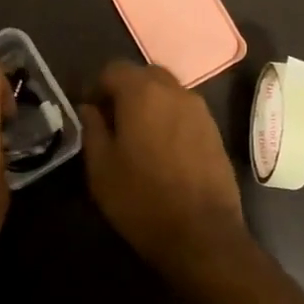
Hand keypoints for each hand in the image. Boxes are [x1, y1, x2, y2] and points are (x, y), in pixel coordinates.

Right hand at [80, 60, 244, 270]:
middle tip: (113, 122)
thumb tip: (89, 108)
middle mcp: (174, 91)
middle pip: (144, 75)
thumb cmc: (142, 199)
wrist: (203, 235)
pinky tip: (163, 150)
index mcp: (142, 92)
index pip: (113, 69)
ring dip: (150, 104)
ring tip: (138, 138)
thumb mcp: (101, 168)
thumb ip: (92, 129)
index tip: (90, 113)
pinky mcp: (215, 130)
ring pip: (167, 92)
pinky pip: (185, 111)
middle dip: (125, 91)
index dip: (97, 87)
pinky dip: (170, 119)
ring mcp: (200, 110)